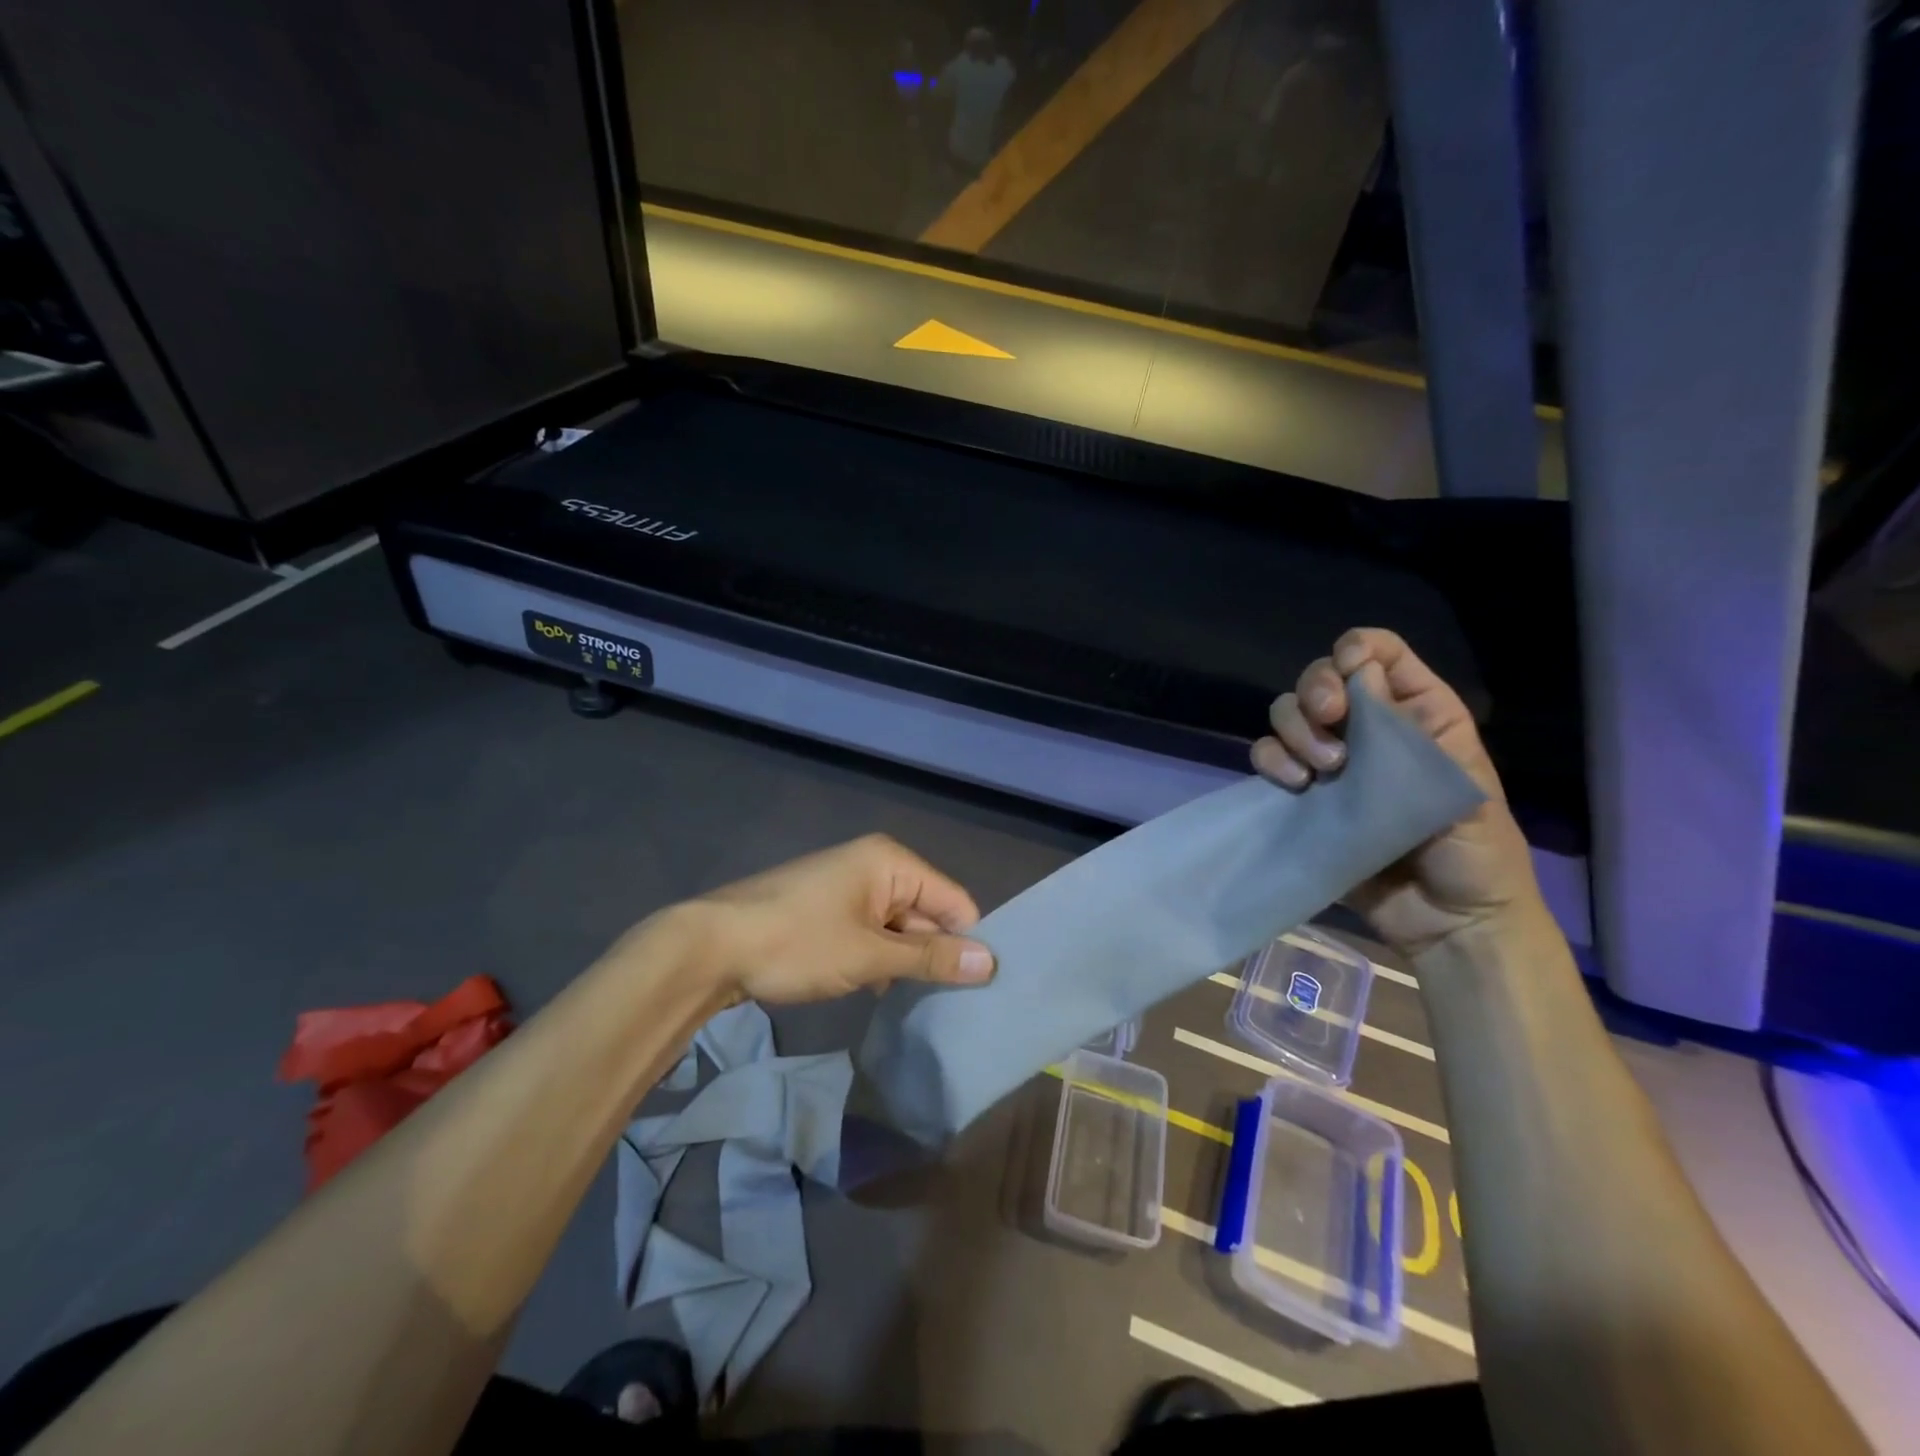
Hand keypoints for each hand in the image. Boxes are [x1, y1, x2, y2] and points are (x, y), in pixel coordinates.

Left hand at [681, 835, 996, 1003]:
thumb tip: (991, 962)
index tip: (980, 988)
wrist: (712, 946)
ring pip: (897, 926)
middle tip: (953, 1005)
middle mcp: (874, 865)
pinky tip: (877, 992)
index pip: (953, 899)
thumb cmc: (798, 943)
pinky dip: (877, 959)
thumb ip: (930, 958)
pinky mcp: (826, 909)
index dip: (968, 941)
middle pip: (926, 911)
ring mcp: (847, 887)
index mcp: (891, 862)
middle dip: (935, 954)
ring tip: (920, 1004)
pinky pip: (869, 932)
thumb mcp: (870, 956)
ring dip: (904, 961)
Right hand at [1251, 628, 1543, 958]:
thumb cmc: (1475, 853)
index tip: (1347, 674)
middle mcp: (1371, 729)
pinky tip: (1293, 784)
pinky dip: (1270, 760)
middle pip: (1322, 678)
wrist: (1448, 924)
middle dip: (1316, 691)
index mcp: (1420, 714)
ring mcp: (1333, 762)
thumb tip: (1360, 671)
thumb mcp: (1460, 785)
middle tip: (1329, 722)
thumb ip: (1411, 730)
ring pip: (1289, 714)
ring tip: (1320, 770)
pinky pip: (1270, 757)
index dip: (1356, 649)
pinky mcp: (1304, 795)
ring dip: (1294, 729)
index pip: (1380, 654)